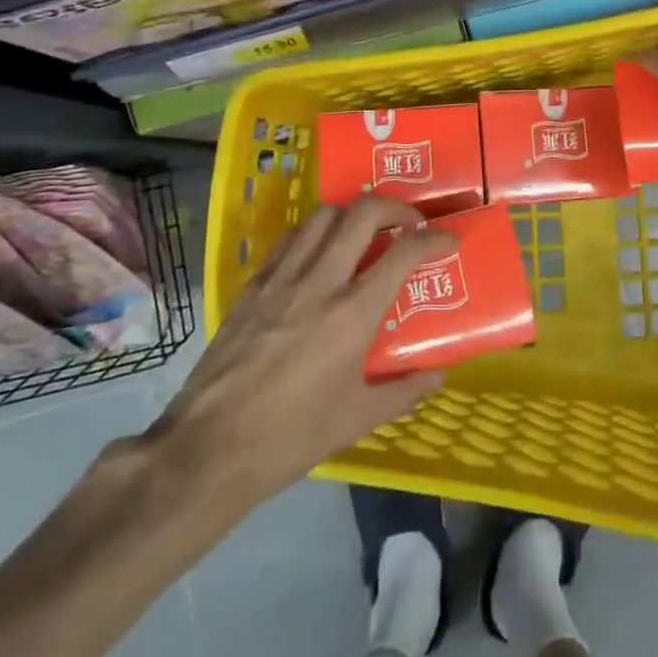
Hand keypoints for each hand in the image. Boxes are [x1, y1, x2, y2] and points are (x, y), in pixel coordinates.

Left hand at [148, 198, 457, 507]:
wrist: (208, 448)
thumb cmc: (291, 437)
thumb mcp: (355, 419)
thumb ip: (402, 392)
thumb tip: (437, 376)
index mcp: (352, 314)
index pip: (403, 253)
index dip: (433, 239)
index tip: (448, 239)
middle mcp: (320, 282)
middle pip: (362, 213)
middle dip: (394, 208)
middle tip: (408, 223)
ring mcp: (282, 279)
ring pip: (322, 217)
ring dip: (351, 214)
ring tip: (362, 233)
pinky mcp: (252, 286)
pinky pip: (289, 240)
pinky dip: (313, 234)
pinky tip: (317, 256)